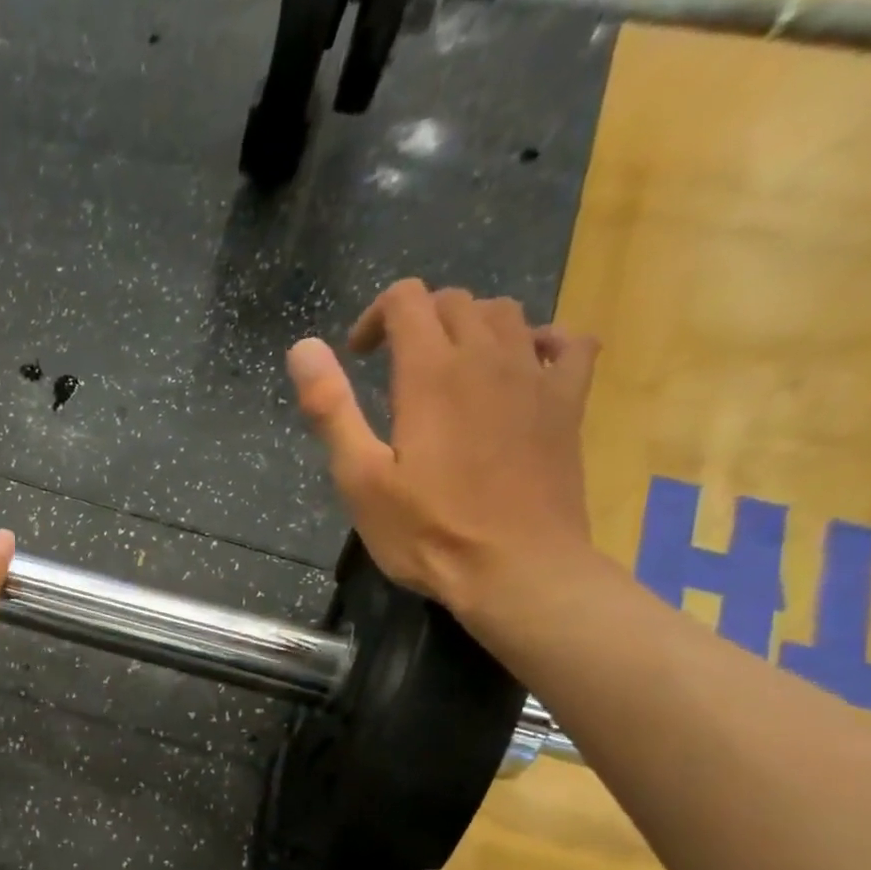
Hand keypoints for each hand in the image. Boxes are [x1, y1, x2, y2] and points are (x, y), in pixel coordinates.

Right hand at [287, 280, 600, 622]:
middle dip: (416, 321)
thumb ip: (331, 409)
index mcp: (430, 373)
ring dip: (468, 328)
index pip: (407, 300)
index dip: (375, 318)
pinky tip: (519, 369)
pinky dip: (537, 341)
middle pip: (455, 302)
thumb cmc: (426, 531)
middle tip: (391, 370)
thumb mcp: (359, 478)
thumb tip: (303, 348)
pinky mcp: (567, 403)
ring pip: (506, 314)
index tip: (358, 359)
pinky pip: (566, 342)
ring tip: (446, 372)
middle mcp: (488, 356)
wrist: (516, 568)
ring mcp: (536, 376)